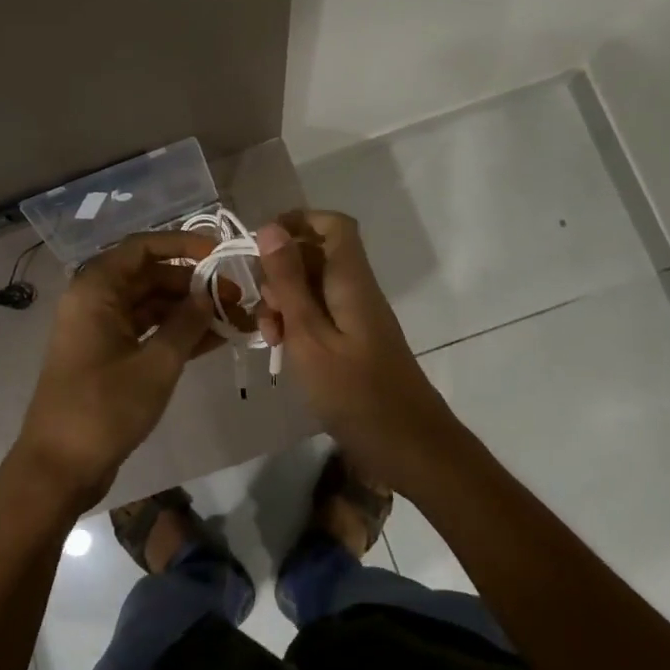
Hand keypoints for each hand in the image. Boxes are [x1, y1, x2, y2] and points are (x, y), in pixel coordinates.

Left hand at [14, 230, 218, 509]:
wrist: (59, 467)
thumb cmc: (104, 408)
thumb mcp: (156, 364)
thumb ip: (186, 323)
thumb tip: (209, 294)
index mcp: (97, 289)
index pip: (144, 247)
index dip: (184, 245)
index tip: (221, 254)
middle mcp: (95, 299)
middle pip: (151, 276)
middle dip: (194, 284)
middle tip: (237, 298)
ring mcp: (101, 328)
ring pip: (151, 304)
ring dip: (190, 311)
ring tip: (235, 319)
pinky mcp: (108, 354)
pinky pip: (146, 330)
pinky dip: (176, 333)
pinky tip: (215, 339)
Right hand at [253, 210, 460, 489]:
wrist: (409, 447)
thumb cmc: (355, 392)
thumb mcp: (309, 335)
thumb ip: (289, 282)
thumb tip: (270, 228)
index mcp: (350, 279)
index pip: (332, 224)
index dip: (297, 222)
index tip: (260, 246)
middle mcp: (356, 289)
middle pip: (316, 255)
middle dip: (280, 271)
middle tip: (263, 307)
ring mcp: (357, 317)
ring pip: (313, 287)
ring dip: (285, 302)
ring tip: (269, 336)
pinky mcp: (354, 341)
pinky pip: (320, 315)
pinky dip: (297, 324)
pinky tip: (282, 350)